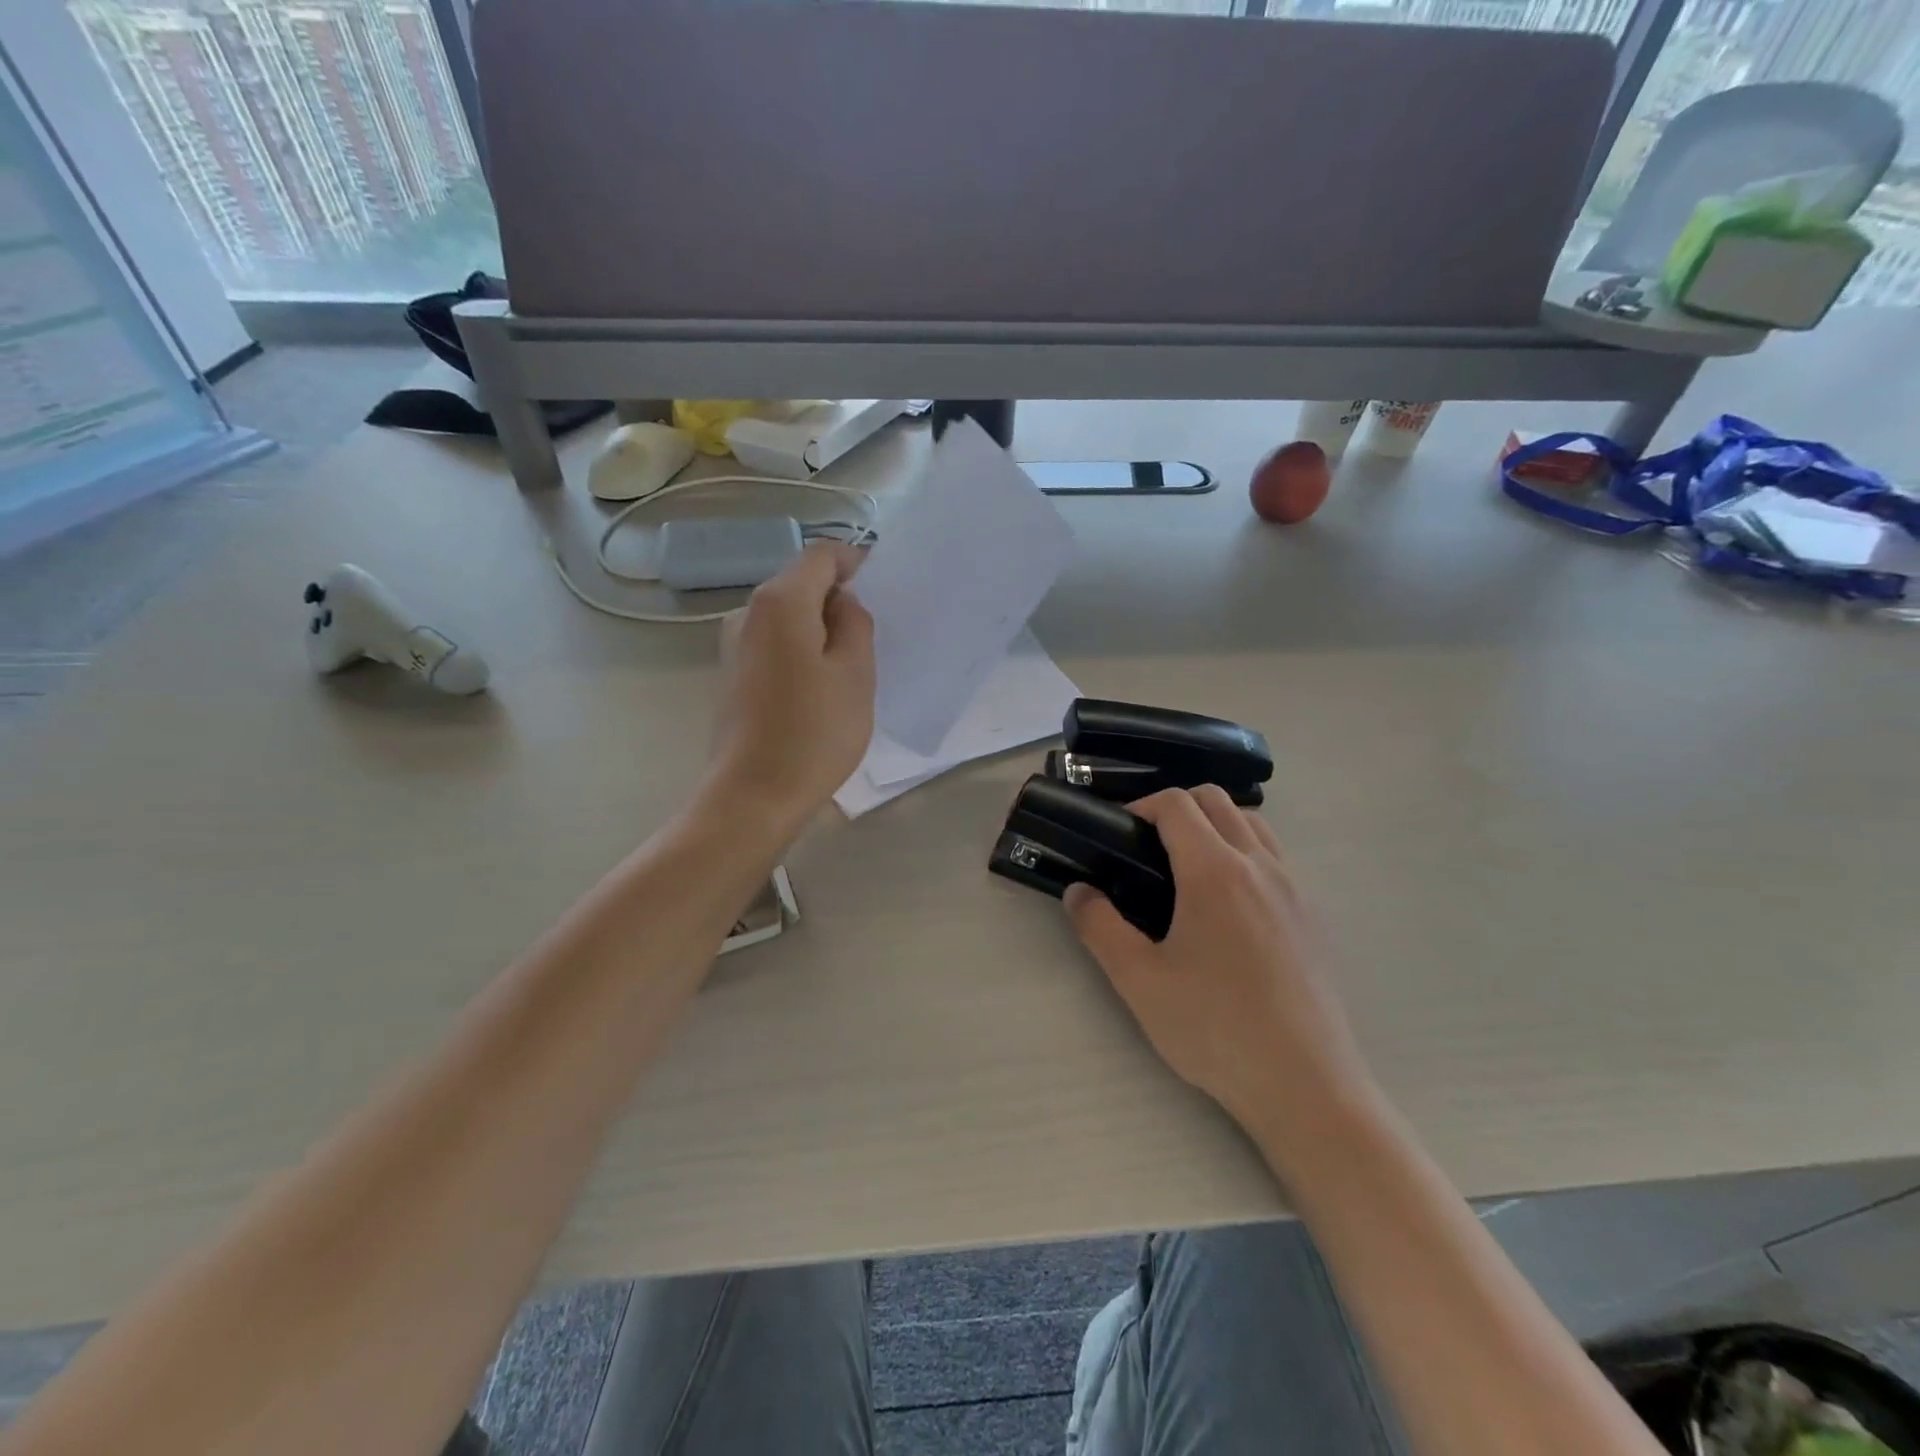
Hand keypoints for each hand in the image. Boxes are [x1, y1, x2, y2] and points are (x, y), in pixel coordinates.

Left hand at [710, 543, 874, 819]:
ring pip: (788, 617)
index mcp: (781, 602)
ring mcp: (735, 645)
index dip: (854, 562)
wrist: (753, 795)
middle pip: (800, 583)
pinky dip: (801, 650)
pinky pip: (775, 644)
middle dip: (838, 600)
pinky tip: (820, 688)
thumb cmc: (814, 732)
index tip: (882, 590)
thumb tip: (843, 604)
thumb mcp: (856, 673)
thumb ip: (855, 624)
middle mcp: (748, 612)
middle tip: (872, 637)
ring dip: (820, 629)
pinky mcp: (733, 675)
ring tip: (850, 667)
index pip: (821, 555)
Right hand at [1064, 787, 1377, 1150]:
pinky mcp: (1313, 915)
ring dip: (1216, 825)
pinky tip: (1229, 906)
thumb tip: (1078, 892)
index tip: (1120, 833)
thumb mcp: (1139, 980)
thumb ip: (1099, 927)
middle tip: (1148, 847)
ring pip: (1253, 824)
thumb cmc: (1214, 1028)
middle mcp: (1260, 865)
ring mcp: (1294, 888)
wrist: (1305, 1085)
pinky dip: (1246, 852)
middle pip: (1217, 801)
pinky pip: (1277, 857)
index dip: (1141, 805)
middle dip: (1177, 807)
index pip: (1177, 804)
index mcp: (1215, 872)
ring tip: (1188, 870)